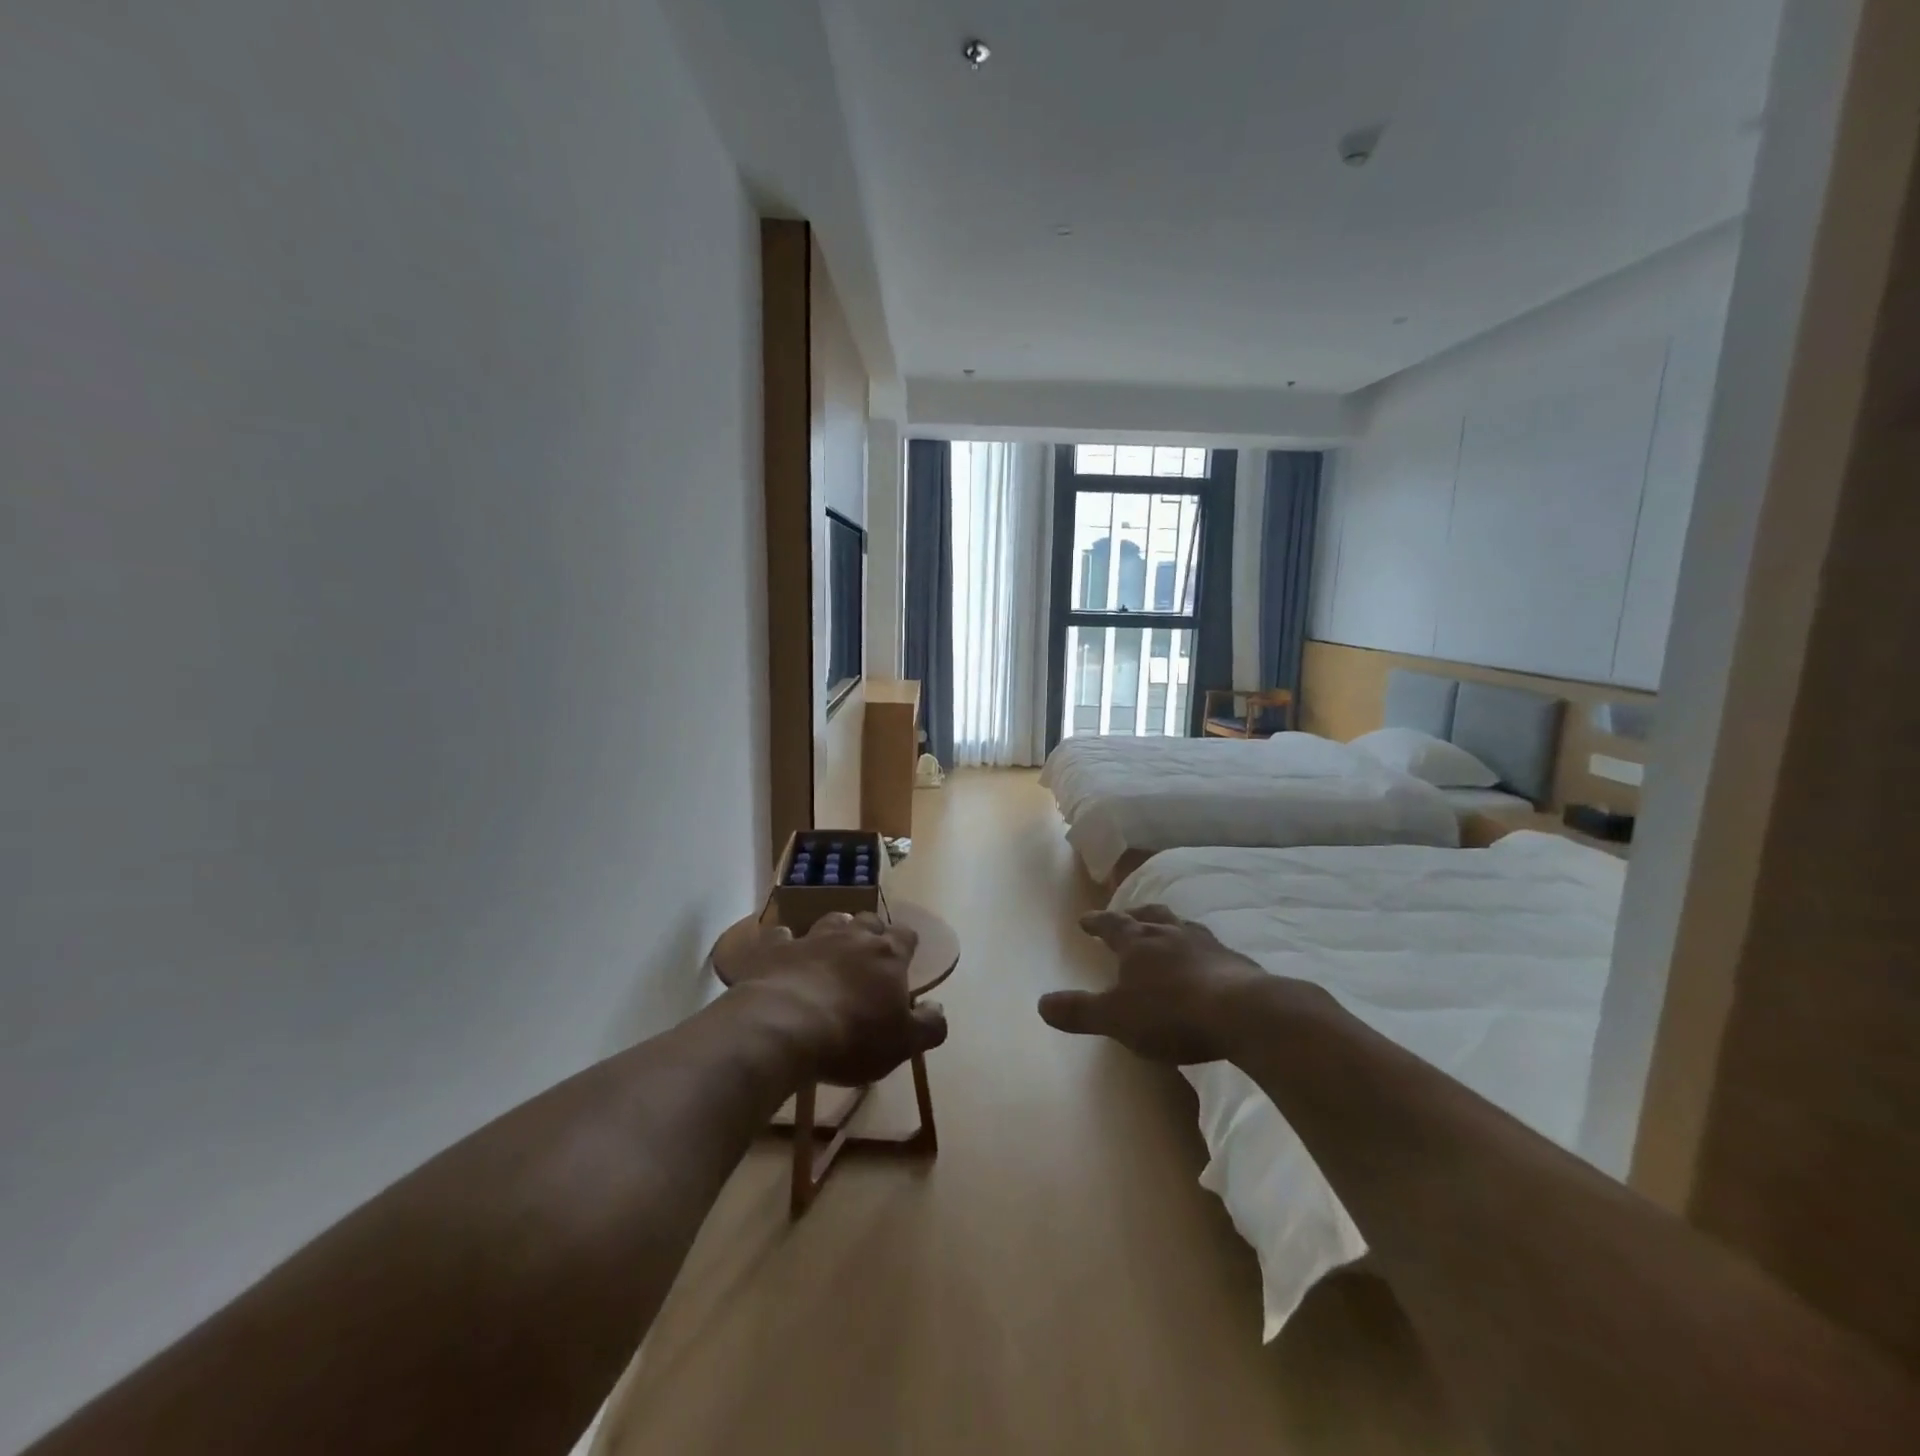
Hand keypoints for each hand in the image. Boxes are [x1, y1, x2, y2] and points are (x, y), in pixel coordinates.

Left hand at [727, 912, 947, 1084]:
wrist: (782, 1028)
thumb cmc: (852, 1038)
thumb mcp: (903, 1044)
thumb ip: (928, 1025)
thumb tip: (938, 1007)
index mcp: (888, 955)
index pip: (906, 936)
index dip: (907, 944)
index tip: (906, 956)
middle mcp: (852, 937)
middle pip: (867, 921)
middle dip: (870, 932)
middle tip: (868, 952)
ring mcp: (811, 938)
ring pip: (829, 921)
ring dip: (834, 931)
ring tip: (831, 949)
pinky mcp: (774, 948)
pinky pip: (781, 935)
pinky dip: (785, 942)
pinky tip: (782, 953)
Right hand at [1038, 904, 1281, 1063]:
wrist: (1242, 1014)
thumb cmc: (1170, 1013)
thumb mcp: (1116, 1018)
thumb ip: (1079, 1011)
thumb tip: (1040, 1004)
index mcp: (1138, 943)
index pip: (1111, 925)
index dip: (1097, 922)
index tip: (1085, 919)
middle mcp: (1171, 934)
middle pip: (1150, 916)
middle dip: (1135, 916)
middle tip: (1127, 917)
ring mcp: (1207, 945)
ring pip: (1183, 927)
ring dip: (1171, 928)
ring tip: (1168, 934)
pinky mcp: (1237, 963)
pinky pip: (1213, 950)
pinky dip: (1202, 952)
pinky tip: (1207, 964)